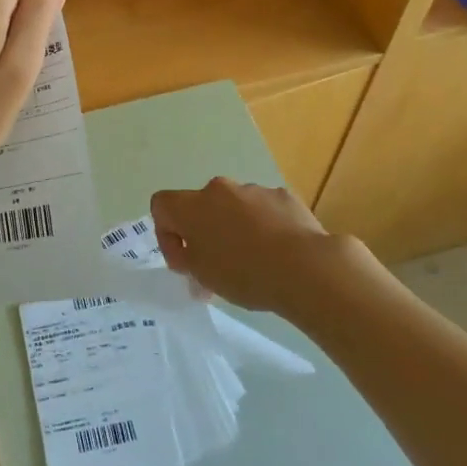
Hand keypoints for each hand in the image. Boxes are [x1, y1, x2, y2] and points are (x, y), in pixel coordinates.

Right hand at [150, 177, 368, 317]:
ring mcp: (254, 190)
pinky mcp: (283, 196)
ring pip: (234, 208)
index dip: (166, 233)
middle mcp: (219, 189)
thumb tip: (190, 254)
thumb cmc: (243, 273)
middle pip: (201, 206)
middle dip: (204, 232)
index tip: (184, 262)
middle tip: (216, 266)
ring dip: (235, 228)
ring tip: (254, 262)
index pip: (161, 205)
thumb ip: (188, 259)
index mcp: (192, 205)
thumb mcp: (202, 275)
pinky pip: (264, 210)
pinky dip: (264, 227)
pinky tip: (278, 253)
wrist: (305, 268)